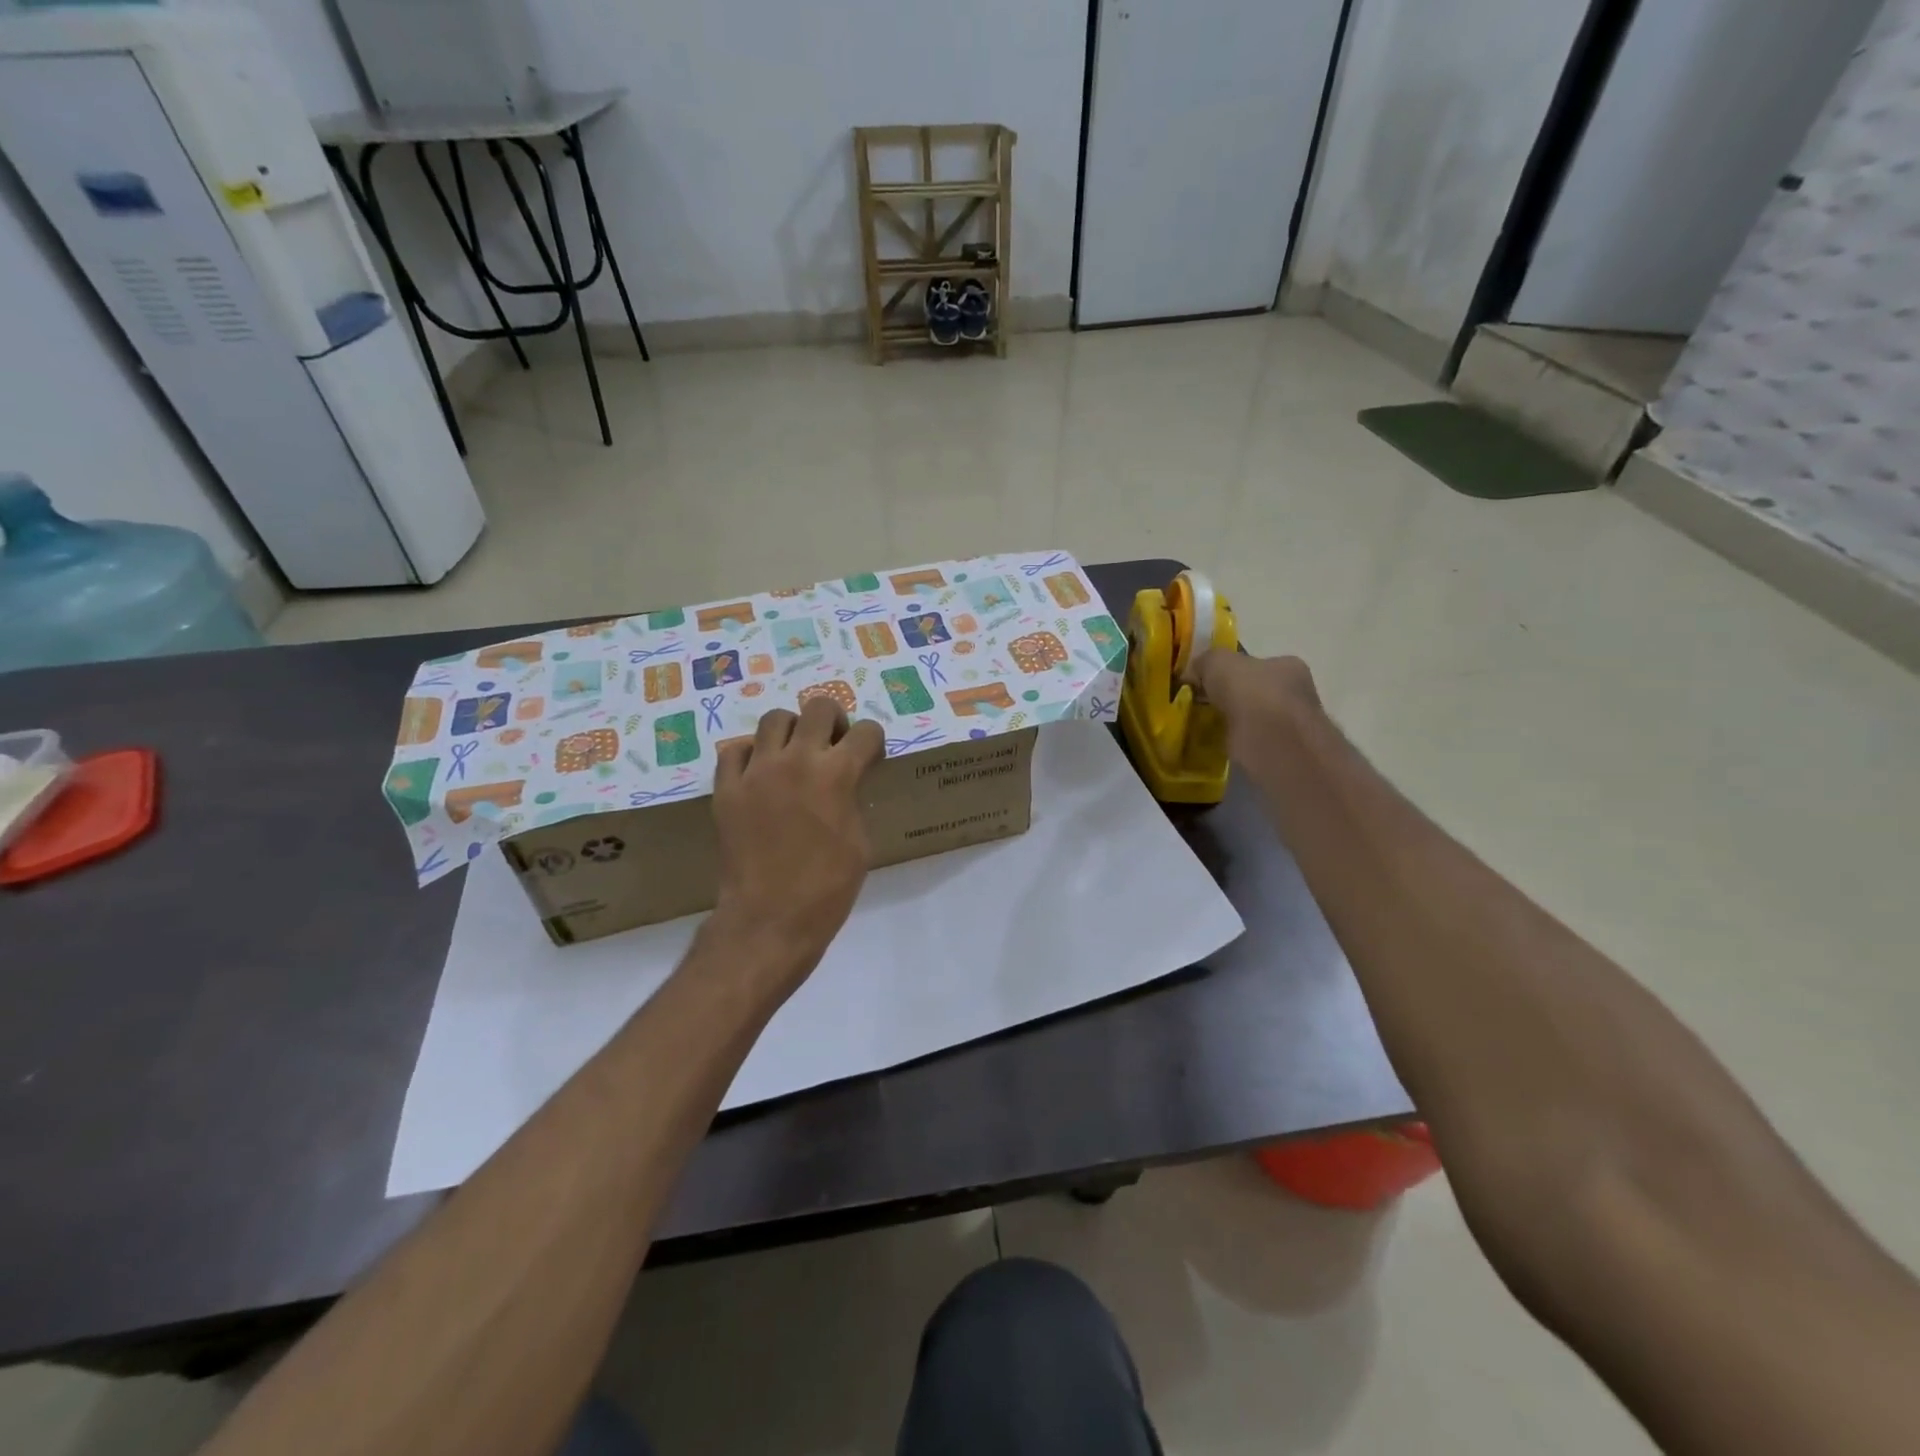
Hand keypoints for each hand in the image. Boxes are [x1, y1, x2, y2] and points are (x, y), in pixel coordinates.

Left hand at [710, 697, 885, 986]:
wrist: (769, 918)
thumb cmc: (828, 887)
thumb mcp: (860, 841)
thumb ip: (853, 799)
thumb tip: (845, 783)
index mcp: (837, 774)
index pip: (866, 732)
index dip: (874, 743)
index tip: (871, 758)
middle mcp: (796, 760)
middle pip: (819, 707)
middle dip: (835, 721)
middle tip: (834, 745)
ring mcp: (756, 772)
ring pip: (774, 720)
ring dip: (792, 732)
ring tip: (794, 756)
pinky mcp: (726, 789)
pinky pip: (735, 751)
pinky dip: (751, 756)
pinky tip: (760, 776)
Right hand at [1192, 650, 1320, 772]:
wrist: (1273, 745)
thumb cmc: (1252, 695)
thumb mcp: (1218, 662)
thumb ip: (1205, 661)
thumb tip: (1192, 673)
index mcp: (1288, 666)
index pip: (1256, 664)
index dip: (1229, 673)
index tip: (1206, 685)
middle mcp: (1298, 693)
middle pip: (1256, 692)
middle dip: (1232, 700)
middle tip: (1204, 708)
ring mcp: (1294, 726)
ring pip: (1256, 720)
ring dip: (1235, 724)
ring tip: (1207, 730)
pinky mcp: (1284, 755)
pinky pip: (1253, 745)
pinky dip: (1238, 746)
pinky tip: (1220, 748)